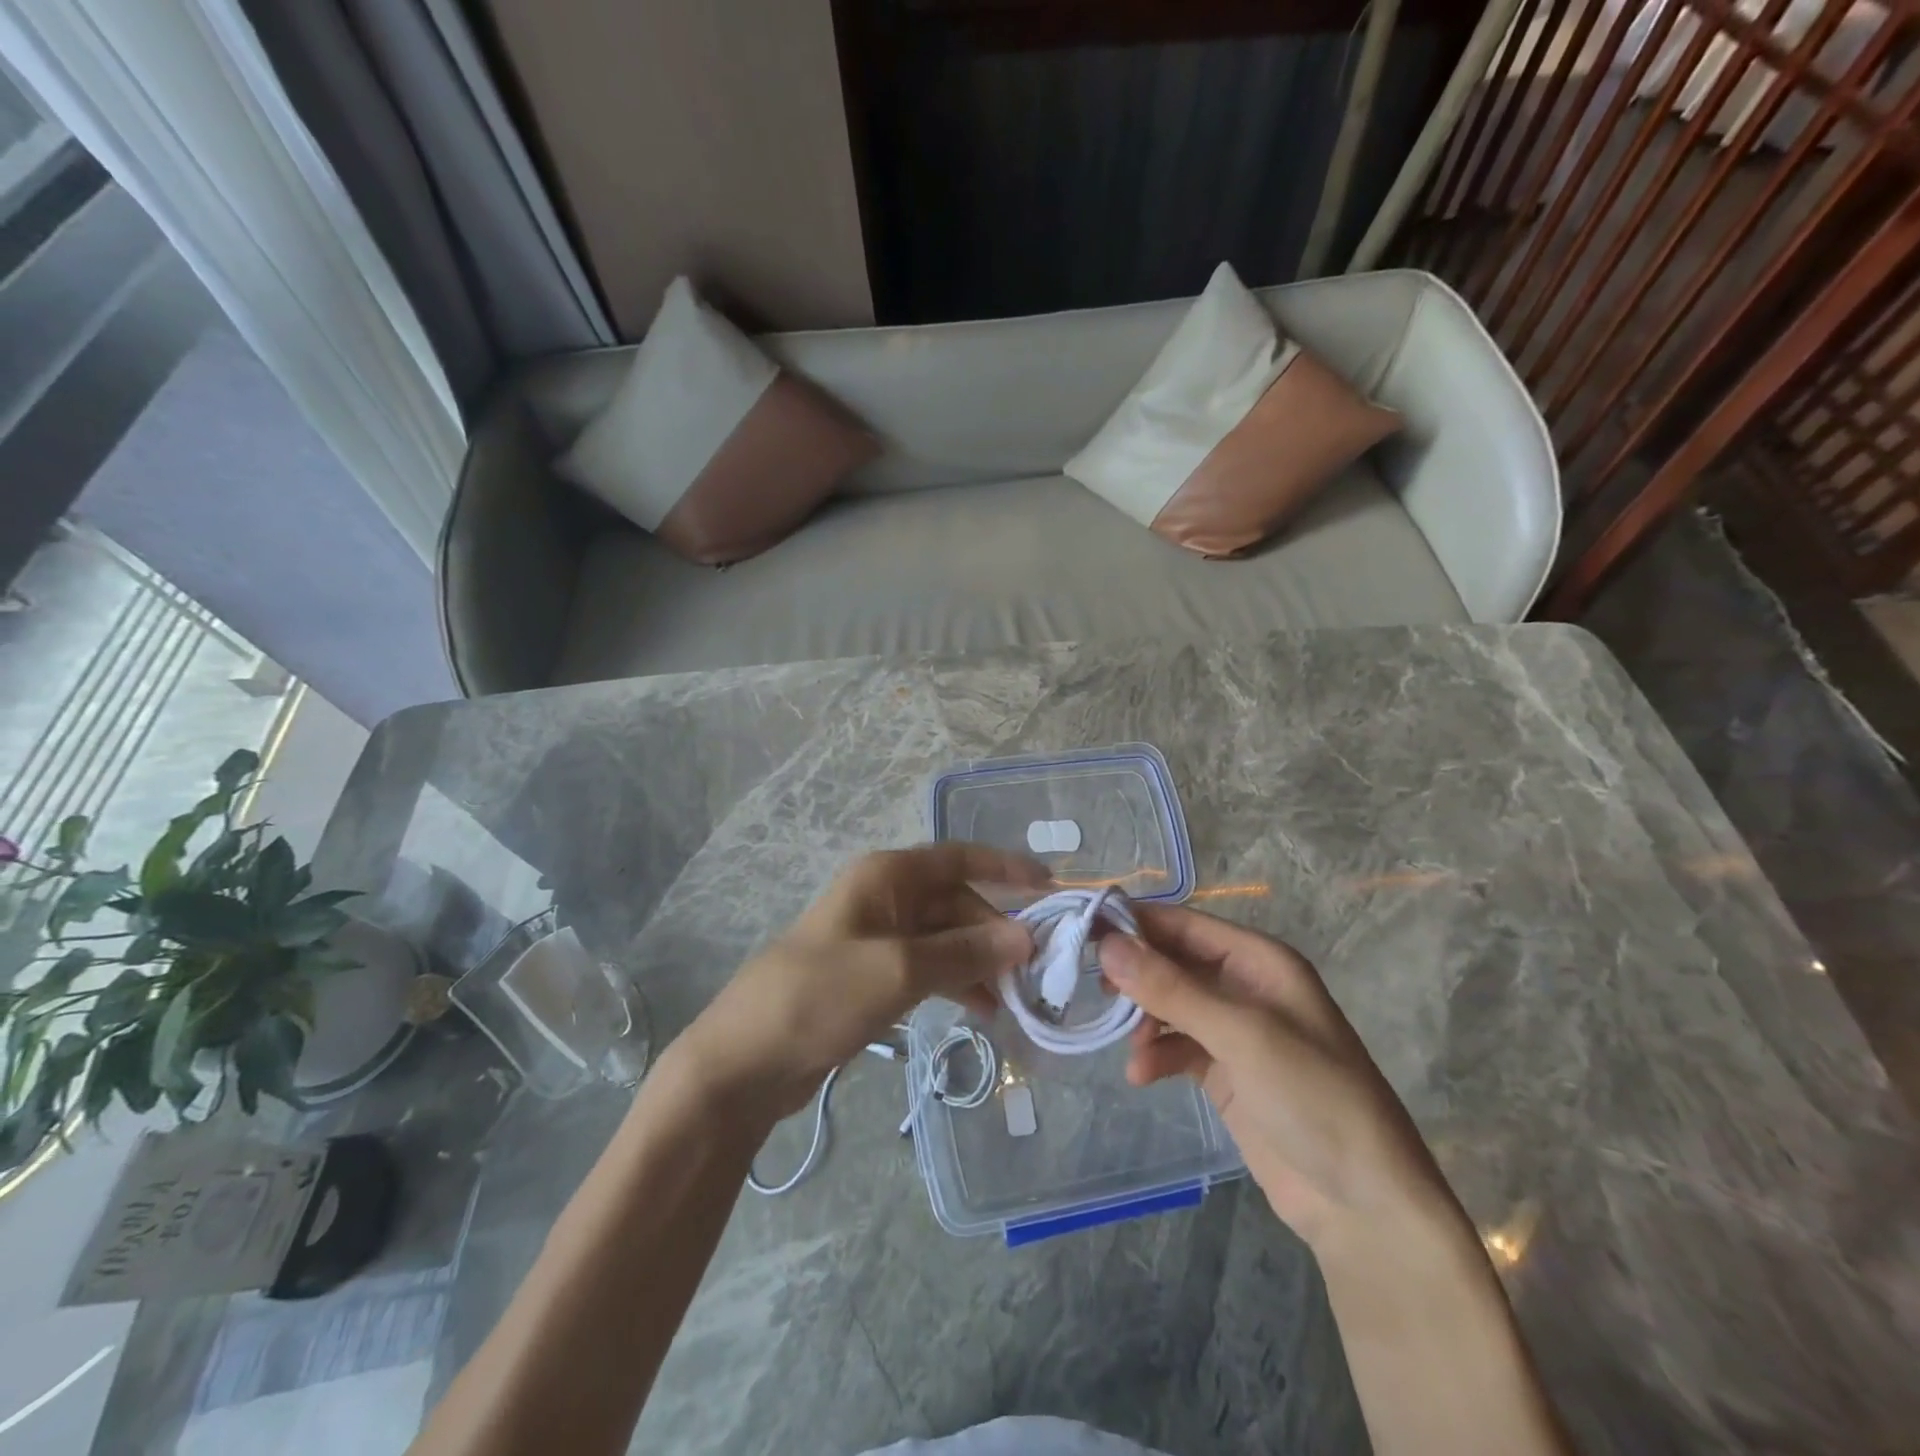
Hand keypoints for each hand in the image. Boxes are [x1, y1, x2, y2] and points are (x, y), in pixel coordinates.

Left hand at [675, 845, 1047, 1119]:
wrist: (746, 1061)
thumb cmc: (821, 997)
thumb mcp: (901, 970)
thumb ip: (966, 952)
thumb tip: (1026, 936)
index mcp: (886, 876)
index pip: (958, 857)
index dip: (1005, 867)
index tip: (1051, 886)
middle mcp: (884, 897)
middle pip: (956, 902)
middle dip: (995, 931)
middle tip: (1035, 970)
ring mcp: (878, 937)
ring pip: (945, 938)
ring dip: (979, 961)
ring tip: (1014, 999)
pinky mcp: (872, 975)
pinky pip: (928, 968)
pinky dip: (956, 982)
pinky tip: (981, 1010)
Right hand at [1100, 905, 1464, 1252]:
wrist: (1364, 1205)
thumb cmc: (1313, 1098)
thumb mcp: (1241, 1035)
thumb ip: (1172, 989)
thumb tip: (1108, 944)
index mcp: (1259, 961)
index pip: (1185, 924)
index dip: (1136, 922)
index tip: (1083, 928)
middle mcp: (1244, 986)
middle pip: (1173, 961)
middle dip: (1134, 973)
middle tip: (1091, 986)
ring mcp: (1234, 1031)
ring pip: (1169, 1003)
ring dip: (1142, 1018)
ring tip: (1124, 1042)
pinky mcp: (1225, 1071)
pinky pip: (1176, 1046)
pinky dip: (1155, 1054)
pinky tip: (1140, 1075)